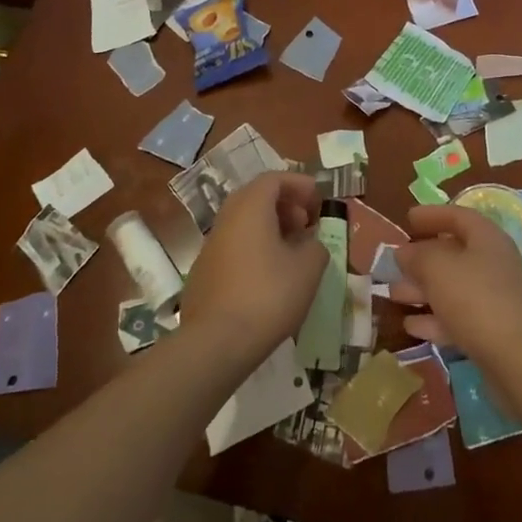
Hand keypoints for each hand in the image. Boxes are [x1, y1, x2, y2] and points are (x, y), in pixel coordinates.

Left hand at [178, 172, 326, 378]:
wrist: (216, 343)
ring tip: (292, 252)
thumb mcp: (308, 268)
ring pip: (243, 223)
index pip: (274, 179)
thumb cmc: (268, 295)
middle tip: (306, 223)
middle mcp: (226, 218)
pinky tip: (269, 277)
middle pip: (256, 197)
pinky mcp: (203, 273)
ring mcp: (210, 246)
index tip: (318, 199)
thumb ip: (315, 246)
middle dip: (284, 205)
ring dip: (269, 228)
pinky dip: (254, 249)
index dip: (299, 184)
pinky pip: (234, 247)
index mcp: (250, 207)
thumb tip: (309, 243)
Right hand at [391, 205, 521, 371]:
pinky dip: (434, 318)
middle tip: (394, 262)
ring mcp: (494, 299)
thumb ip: (416, 256)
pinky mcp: (491, 331)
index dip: (432, 215)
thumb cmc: (475, 299)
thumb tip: (404, 252)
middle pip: (453, 253)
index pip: (458, 216)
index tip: (407, 219)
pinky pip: (457, 316)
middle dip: (421, 258)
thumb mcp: (437, 268)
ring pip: (452, 287)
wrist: (517, 361)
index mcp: (487, 239)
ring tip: (393, 293)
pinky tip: (410, 325)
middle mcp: (493, 264)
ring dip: (422, 289)